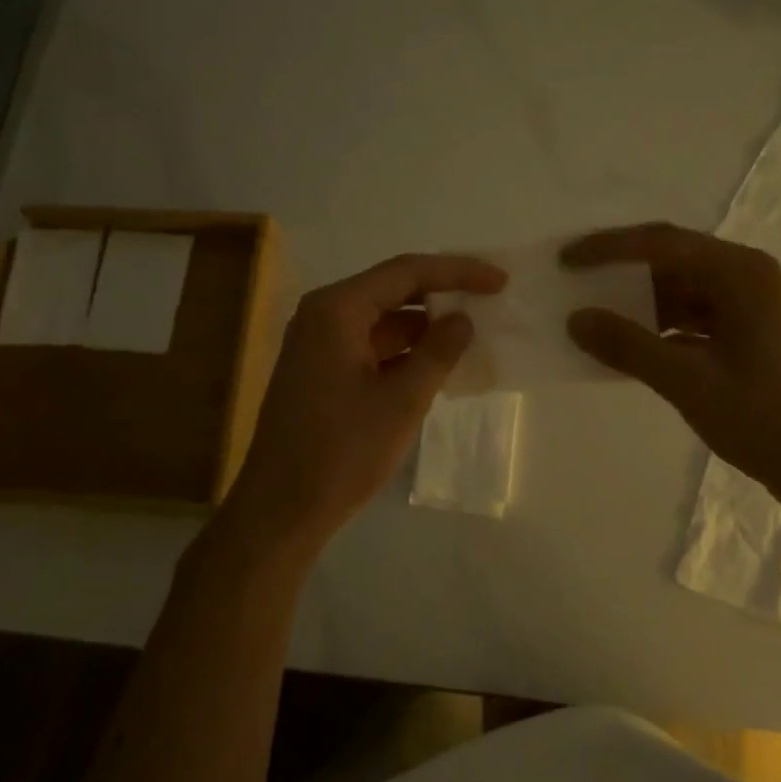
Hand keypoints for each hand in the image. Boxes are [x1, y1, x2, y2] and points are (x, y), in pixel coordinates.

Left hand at [227, 253, 507, 548]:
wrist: (281, 510)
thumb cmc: (342, 453)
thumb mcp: (402, 401)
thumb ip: (438, 352)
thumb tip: (463, 319)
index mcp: (337, 310)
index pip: (406, 271)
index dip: (457, 271)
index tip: (500, 280)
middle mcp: (324, 315)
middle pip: (393, 290)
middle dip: (443, 294)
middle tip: (490, 299)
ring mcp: (319, 344)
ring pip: (383, 320)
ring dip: (426, 326)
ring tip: (474, 331)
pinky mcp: (322, 372)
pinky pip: (372, 346)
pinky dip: (405, 351)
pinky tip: (439, 363)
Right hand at [563, 223, 780, 510]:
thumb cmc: (766, 420)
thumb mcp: (689, 382)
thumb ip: (629, 346)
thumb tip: (576, 319)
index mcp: (741, 273)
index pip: (662, 244)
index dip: (609, 249)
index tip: (565, 260)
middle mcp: (749, 278)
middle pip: (673, 262)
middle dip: (622, 274)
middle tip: (575, 284)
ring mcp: (753, 308)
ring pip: (684, 293)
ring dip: (641, 305)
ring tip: (595, 318)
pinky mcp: (752, 336)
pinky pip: (696, 319)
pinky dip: (662, 330)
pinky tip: (630, 348)